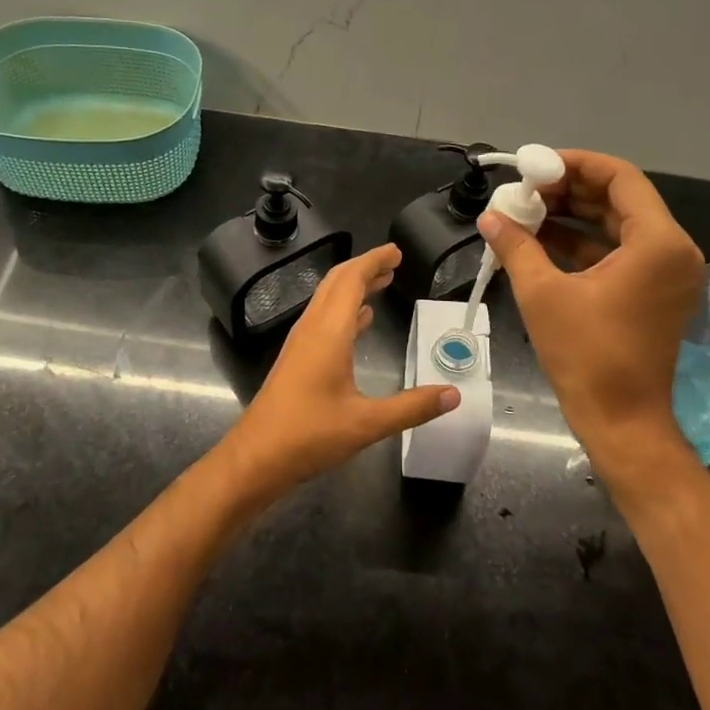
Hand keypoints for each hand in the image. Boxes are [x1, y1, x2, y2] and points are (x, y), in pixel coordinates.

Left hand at [218, 244, 457, 501]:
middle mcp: (312, 329)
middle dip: (365, 267)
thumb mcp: (367, 424)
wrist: (255, 458)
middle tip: (393, 261)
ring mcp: (301, 343)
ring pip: (327, 300)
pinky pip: (323, 320)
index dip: (374, 261)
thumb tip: (453, 395)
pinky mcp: (296, 359)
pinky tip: (359, 321)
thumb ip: (412, 408)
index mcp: (328, 332)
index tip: (396, 251)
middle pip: (336, 283)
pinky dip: (344, 310)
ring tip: (382, 283)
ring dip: (353, 287)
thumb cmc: (309, 435)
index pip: (351, 280)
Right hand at [477, 149, 704, 489]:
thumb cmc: (586, 356)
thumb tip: (489, 217)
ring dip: (573, 215)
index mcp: (657, 242)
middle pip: (619, 198)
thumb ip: (516, 245)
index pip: (620, 178)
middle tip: (524, 189)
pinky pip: (619, 251)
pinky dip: (583, 242)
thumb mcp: (542, 293)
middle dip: (569, 190)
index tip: (534, 166)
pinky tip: (541, 239)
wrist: (622, 422)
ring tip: (526, 210)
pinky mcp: (654, 291)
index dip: (575, 164)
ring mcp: (666, 272)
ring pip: (617, 224)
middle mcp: (672, 249)